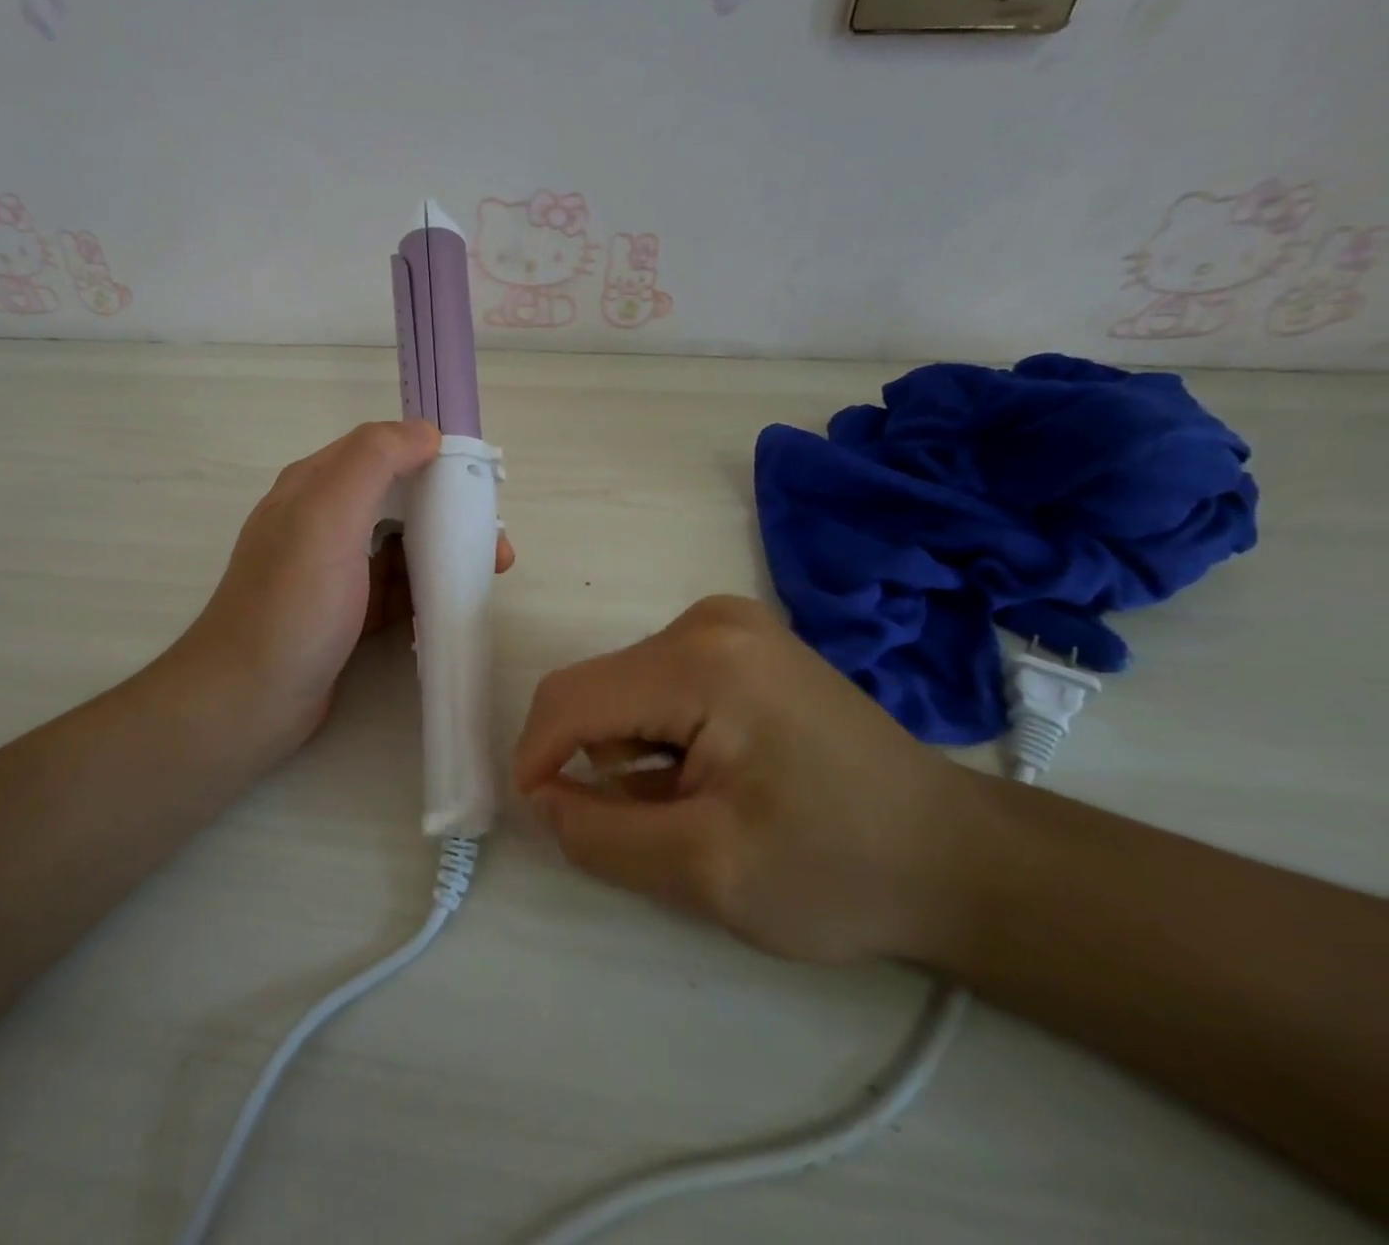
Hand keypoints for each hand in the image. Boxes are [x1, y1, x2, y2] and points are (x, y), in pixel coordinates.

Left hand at [168, 421, 513, 763]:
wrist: (247, 701)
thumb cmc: (291, 606)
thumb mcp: (327, 519)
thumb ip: (373, 462)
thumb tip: (425, 430)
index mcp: (314, 487)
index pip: (381, 451)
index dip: (431, 457)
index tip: (478, 482)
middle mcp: (323, 521)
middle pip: (397, 500)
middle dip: (448, 511)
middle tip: (493, 540)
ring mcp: (334, 570)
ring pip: (400, 546)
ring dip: (445, 552)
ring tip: (491, 571)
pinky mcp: (346, 613)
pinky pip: (396, 588)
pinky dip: (426, 590)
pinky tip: (455, 602)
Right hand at [514, 596, 972, 964]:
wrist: (957, 857)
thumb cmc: (838, 869)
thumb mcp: (706, 872)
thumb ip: (600, 836)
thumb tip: (542, 798)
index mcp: (700, 661)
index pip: (572, 698)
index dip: (536, 756)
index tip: (541, 816)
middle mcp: (707, 621)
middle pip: (598, 690)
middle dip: (596, 760)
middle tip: (647, 827)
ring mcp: (729, 624)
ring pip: (624, 688)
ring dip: (629, 752)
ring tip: (692, 805)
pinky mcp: (741, 643)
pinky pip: (658, 685)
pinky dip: (657, 736)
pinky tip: (707, 775)